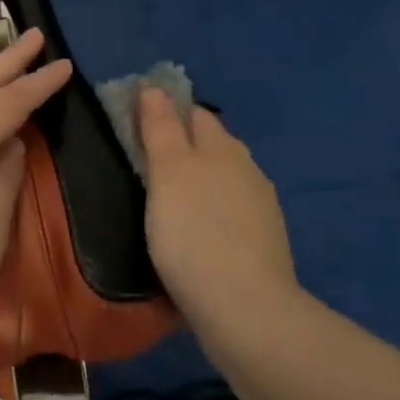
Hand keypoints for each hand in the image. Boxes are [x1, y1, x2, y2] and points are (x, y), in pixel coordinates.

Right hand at [135, 88, 298, 327]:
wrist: (246, 311)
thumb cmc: (195, 234)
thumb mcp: (168, 174)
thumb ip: (161, 129)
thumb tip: (154, 88)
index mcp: (224, 148)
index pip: (194, 113)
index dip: (167, 112)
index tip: (137, 125)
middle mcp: (248, 170)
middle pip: (212, 145)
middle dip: (184, 147)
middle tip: (145, 164)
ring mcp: (260, 209)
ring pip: (223, 181)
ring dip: (199, 183)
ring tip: (166, 201)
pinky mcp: (263, 244)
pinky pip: (230, 214)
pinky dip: (211, 214)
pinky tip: (195, 234)